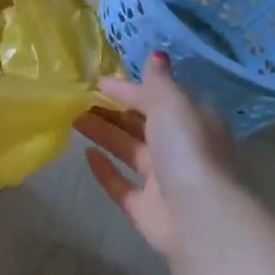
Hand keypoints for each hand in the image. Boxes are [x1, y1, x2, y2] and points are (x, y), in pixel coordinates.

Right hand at [76, 53, 239, 261]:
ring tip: (73, 119)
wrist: (200, 218)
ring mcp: (164, 181)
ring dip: (104, 134)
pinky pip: (121, 185)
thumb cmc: (187, 150)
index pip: (157, 99)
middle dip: (113, 111)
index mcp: (193, 122)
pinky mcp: (147, 209)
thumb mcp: (172, 104)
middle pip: (142, 125)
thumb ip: (157, 83)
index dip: (129, 89)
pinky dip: (105, 171)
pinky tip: (86, 155)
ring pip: (129, 151)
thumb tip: (155, 56)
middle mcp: (180, 150)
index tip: (97, 82)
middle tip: (78, 99)